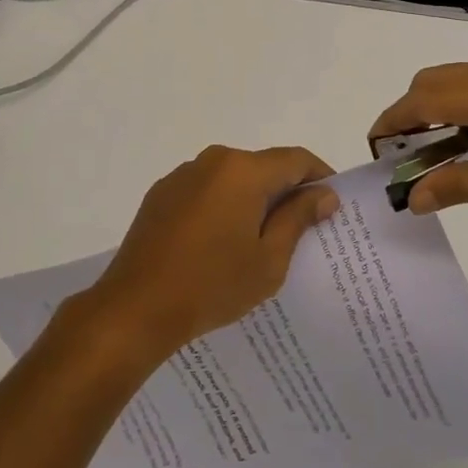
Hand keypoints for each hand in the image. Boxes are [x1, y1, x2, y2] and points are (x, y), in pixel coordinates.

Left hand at [80, 146, 338, 360]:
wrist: (135, 307)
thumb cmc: (212, 285)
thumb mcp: (269, 259)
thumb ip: (298, 218)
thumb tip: (324, 193)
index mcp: (244, 170)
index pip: (296, 159)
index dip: (320, 177)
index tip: (332, 204)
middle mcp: (214, 160)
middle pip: (263, 165)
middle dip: (286, 191)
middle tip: (301, 229)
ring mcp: (183, 174)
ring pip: (233, 177)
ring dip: (252, 198)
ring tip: (258, 240)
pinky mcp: (162, 192)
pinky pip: (206, 189)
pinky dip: (222, 205)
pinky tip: (219, 242)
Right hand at [368, 58, 467, 225]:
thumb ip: (458, 187)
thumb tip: (413, 196)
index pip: (417, 100)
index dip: (390, 120)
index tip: (375, 144)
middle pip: (435, 80)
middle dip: (412, 110)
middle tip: (408, 150)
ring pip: (465, 79)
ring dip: (444, 106)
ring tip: (447, 149)